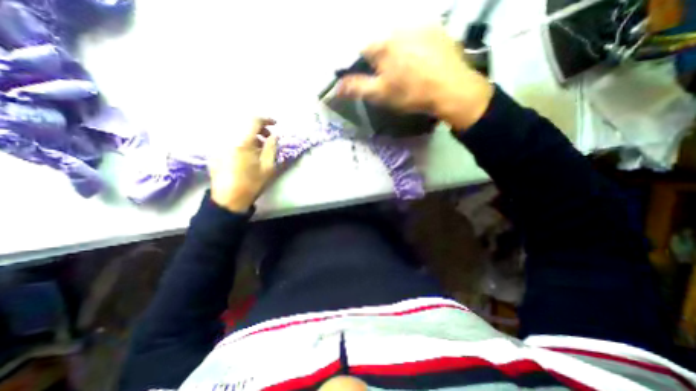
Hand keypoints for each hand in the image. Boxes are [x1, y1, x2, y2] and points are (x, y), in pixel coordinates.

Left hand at [208, 118, 279, 211]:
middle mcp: (228, 139)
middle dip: (259, 128)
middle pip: (244, 124)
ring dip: (251, 135)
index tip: (276, 124)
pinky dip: (242, 141)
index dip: (266, 119)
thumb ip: (272, 148)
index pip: (253, 120)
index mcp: (242, 143)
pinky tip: (248, 153)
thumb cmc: (251, 183)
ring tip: (260, 148)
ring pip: (237, 132)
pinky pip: (231, 139)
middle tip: (269, 138)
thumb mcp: (268, 167)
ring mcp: (220, 145)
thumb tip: (274, 135)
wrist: (229, 199)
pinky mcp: (216, 151)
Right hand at [338, 27, 493, 130]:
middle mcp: (397, 26)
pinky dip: (411, 46)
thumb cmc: (412, 93)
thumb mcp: (381, 94)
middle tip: (389, 77)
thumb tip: (336, 86)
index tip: (367, 78)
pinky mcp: (435, 27)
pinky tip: (419, 62)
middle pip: (378, 42)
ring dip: (395, 52)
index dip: (359, 65)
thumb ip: (357, 87)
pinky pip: (414, 34)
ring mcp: (418, 24)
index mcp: (381, 44)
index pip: (359, 50)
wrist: (451, 89)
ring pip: (396, 38)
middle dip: (378, 59)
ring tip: (405, 71)